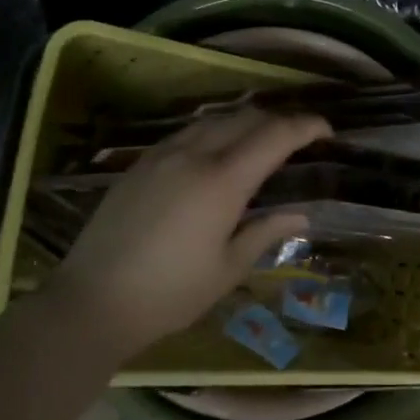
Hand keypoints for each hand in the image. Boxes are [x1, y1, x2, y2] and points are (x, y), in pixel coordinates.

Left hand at [53, 107, 330, 357]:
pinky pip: (187, 132)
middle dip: (279, 120)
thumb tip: (301, 216)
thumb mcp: (227, 269)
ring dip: (245, 122)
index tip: (327, 131)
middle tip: (299, 137)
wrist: (92, 301)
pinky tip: (216, 152)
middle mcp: (194, 155)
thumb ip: (265, 233)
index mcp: (222, 181)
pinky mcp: (140, 164)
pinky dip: (214, 131)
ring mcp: (162, 155)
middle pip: (246, 118)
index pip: (275, 136)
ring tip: (261, 140)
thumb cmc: (170, 293)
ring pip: (214, 120)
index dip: (306, 126)